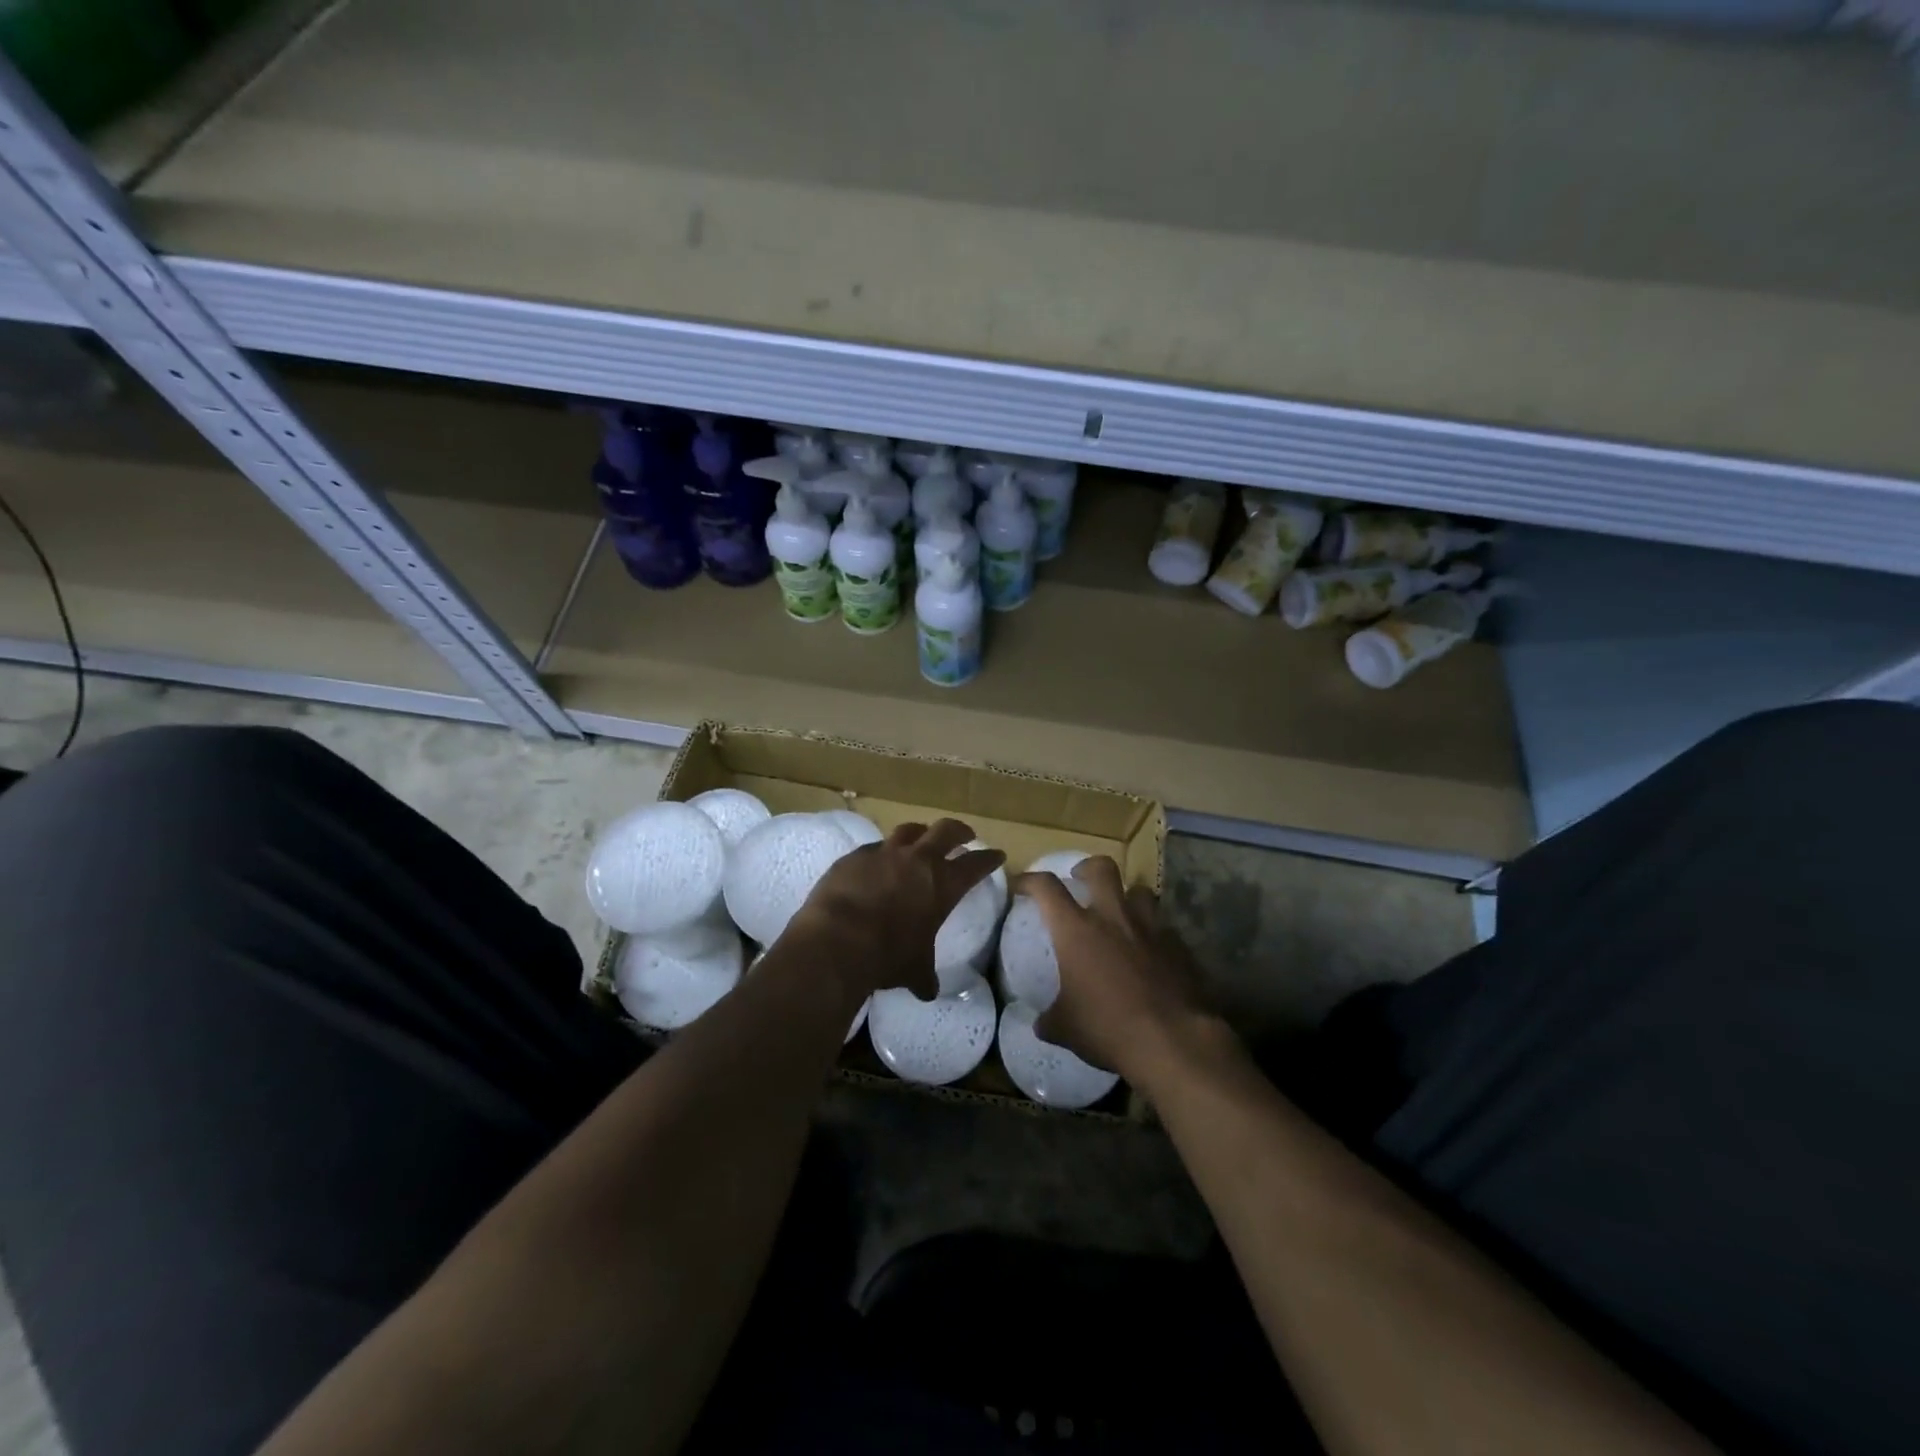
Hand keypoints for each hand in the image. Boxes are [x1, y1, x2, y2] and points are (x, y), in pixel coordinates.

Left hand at [785, 818, 1003, 1001]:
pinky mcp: (855, 856)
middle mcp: (917, 860)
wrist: (837, 939)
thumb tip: (928, 991)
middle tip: (965, 835)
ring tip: (922, 838)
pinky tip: (878, 862)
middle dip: (959, 831)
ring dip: (920, 833)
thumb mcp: (914, 969)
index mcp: (943, 884)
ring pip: (909, 830)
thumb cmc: (887, 955)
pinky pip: (874, 847)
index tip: (997, 854)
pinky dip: (882, 852)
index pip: (976, 865)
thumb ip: (924, 975)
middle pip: (946, 830)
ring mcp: (884, 853)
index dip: (988, 859)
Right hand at [1016, 857, 1221, 1084]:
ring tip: (1122, 914)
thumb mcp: (1067, 1029)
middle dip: (1088, 867)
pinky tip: (1151, 954)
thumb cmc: (1109, 1028)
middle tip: (1081, 879)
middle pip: (1102, 868)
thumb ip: (1050, 1020)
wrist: (1173, 1040)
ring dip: (1127, 897)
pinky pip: (1163, 928)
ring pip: (1140, 891)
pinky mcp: (1179, 946)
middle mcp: (1113, 918)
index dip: (1031, 880)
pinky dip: (1154, 934)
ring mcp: (1150, 928)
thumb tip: (1041, 1024)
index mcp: (1077, 930)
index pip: (1047, 887)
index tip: (1022, 885)